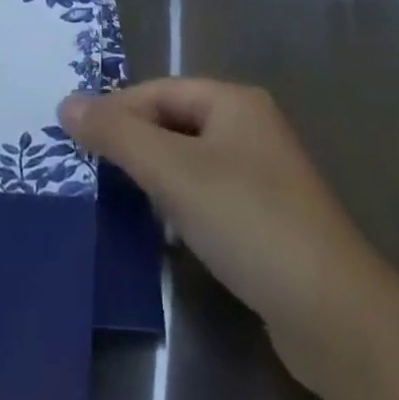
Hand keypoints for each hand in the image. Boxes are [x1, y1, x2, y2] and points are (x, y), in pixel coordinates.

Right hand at [60, 80, 398, 399]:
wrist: (330, 308)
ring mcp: (263, 173)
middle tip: (91, 168)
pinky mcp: (267, 218)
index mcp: (234, 100)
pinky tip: (165, 230)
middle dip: (136, 142)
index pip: (161, 91)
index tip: (76, 136)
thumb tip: (68, 102)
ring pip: (193, 160)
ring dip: (157, 175)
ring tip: (120, 198)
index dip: (118, 108)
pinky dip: (182, 204)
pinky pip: (210, 194)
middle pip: (177, 122)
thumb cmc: (247, 219)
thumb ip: (119, 135)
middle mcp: (251, 126)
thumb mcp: (174, 172)